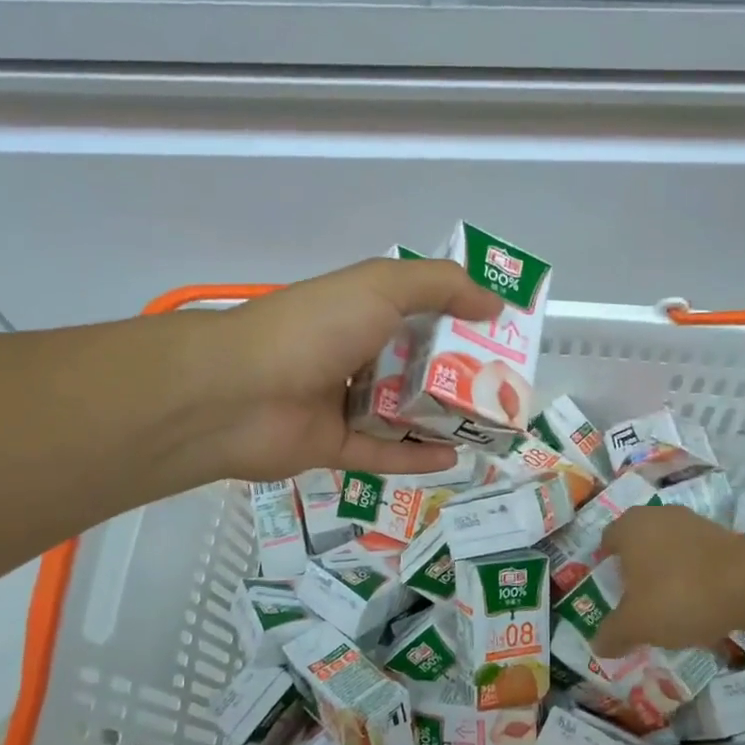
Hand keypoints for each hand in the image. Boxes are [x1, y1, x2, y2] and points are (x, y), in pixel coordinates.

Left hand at [171, 258, 503, 485]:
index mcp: (360, 312)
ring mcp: (341, 404)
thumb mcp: (381, 286)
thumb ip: (440, 286)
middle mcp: (352, 355)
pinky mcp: (333, 448)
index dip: (460, 320)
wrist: (239, 393)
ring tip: (488, 427)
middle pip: (415, 367)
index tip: (501, 333)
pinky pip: (382, 454)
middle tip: (504, 388)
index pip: (419, 313)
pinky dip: (415, 457)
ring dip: (441, 420)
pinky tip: (454, 458)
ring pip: (401, 414)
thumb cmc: (314, 329)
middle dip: (458, 376)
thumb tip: (494, 303)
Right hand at [591, 506, 744, 656]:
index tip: (609, 593)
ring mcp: (693, 523)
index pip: (607, 541)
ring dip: (667, 576)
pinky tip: (698, 607)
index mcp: (630, 526)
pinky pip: (697, 560)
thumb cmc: (677, 595)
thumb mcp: (636, 624)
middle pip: (639, 546)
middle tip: (636, 605)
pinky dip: (694, 579)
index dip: (605, 567)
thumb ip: (613, 634)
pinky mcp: (723, 537)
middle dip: (637, 573)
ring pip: (669, 553)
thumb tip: (598, 645)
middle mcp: (658, 516)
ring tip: (668, 611)